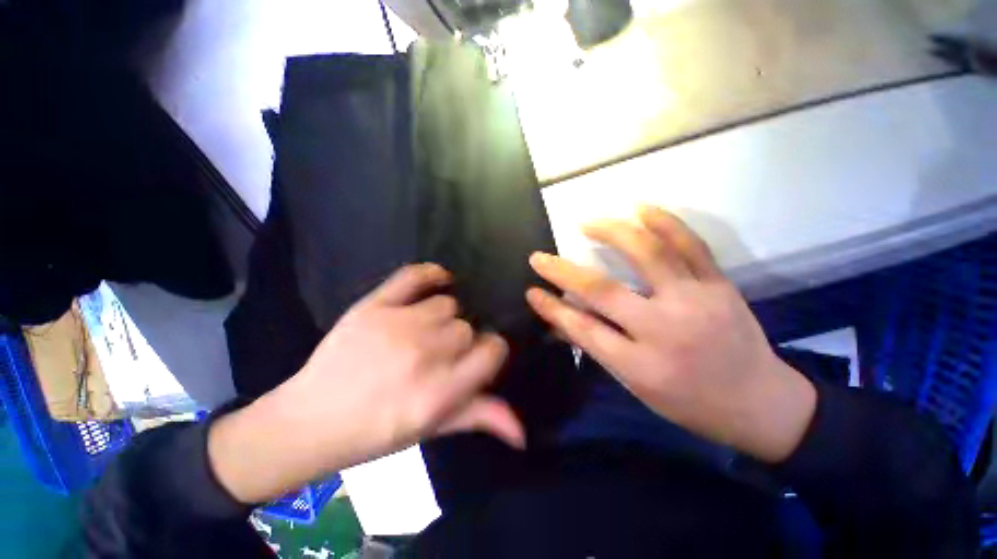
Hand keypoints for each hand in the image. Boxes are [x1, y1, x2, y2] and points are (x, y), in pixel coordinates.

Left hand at [210, 264, 520, 502]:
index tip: (481, 355)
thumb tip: (522, 431)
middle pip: (467, 327)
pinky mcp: (374, 306)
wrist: (310, 421)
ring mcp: (398, 326)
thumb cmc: (376, 432)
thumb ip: (480, 419)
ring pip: (447, 304)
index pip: (493, 351)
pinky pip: (415, 275)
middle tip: (442, 353)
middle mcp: (425, 356)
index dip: (492, 350)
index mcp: (441, 392)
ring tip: (426, 330)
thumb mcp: (432, 430)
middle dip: (462, 339)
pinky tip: (439, 280)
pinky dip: (432, 273)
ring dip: (443, 317)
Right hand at [526, 206, 815, 462]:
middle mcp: (665, 330)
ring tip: (587, 222)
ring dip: (611, 233)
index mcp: (642, 366)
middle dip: (563, 271)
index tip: (532, 290)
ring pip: (647, 255)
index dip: (552, 307)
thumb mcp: (637, 387)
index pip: (582, 329)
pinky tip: (641, 207)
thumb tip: (564, 320)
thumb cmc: (691, 403)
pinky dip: (664, 222)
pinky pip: (690, 245)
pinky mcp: (719, 285)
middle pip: (603, 292)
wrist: (762, 403)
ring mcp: (696, 301)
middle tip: (540, 256)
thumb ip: (600, 348)